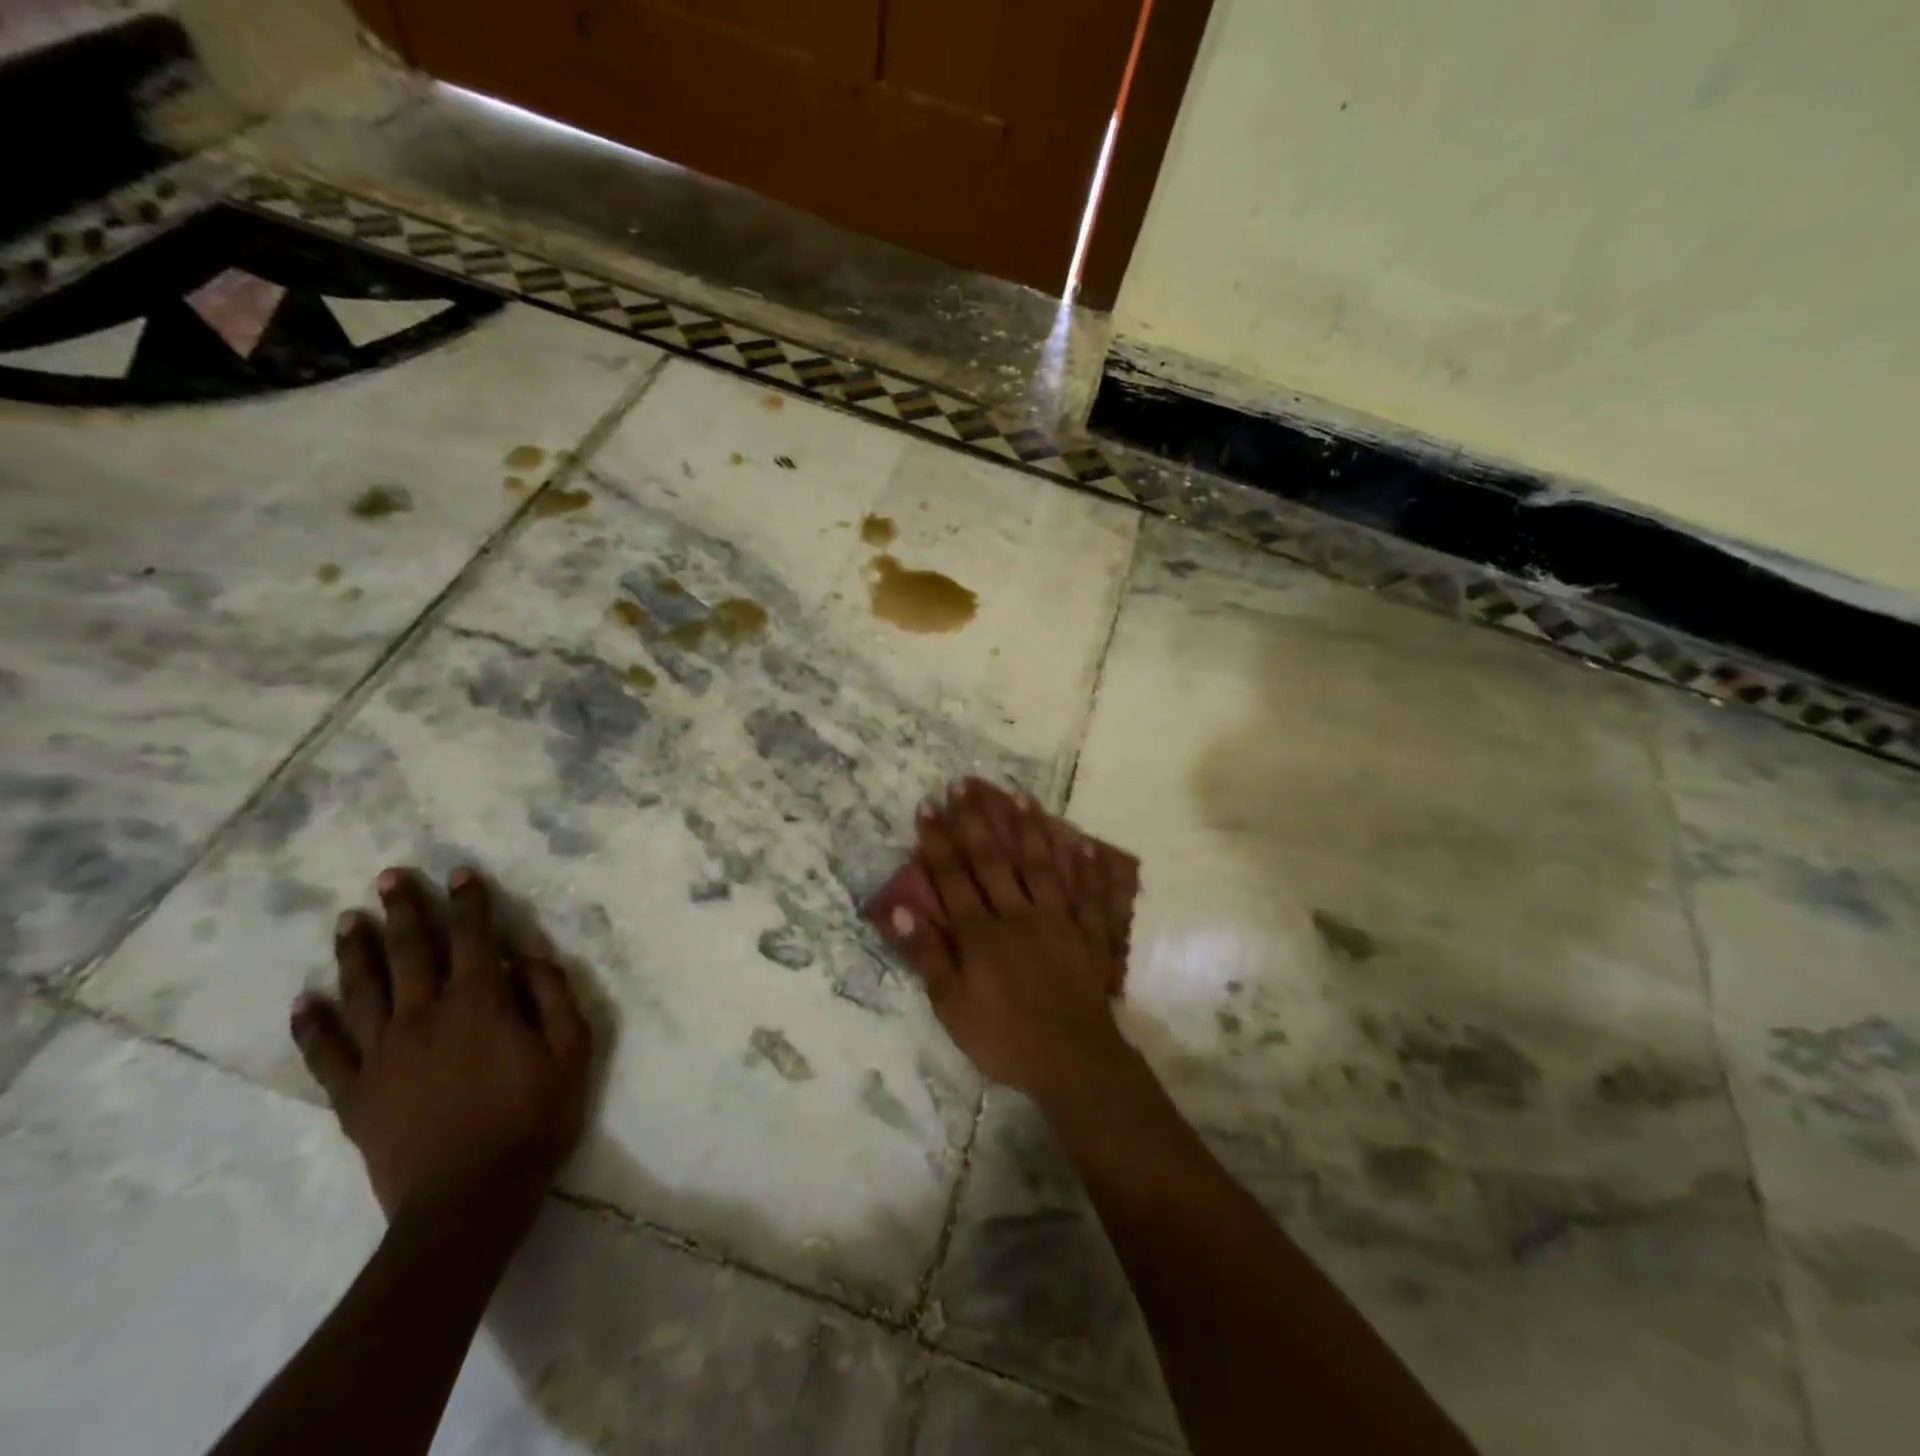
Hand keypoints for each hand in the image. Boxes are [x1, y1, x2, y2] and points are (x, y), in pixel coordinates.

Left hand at [290, 867, 593, 1225]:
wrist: (468, 1201)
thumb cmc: (533, 1119)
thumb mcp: (573, 1050)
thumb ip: (553, 994)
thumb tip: (527, 954)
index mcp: (479, 1003)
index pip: (473, 938)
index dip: (469, 902)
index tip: (460, 874)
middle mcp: (424, 1016)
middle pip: (410, 951)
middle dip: (404, 910)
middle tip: (390, 877)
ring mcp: (382, 1055)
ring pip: (363, 990)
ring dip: (356, 951)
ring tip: (350, 920)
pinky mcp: (355, 1094)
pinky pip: (325, 1052)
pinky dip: (312, 1024)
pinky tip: (304, 1001)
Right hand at [883, 780, 1137, 1104]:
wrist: (1071, 1061)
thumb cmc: (1003, 1038)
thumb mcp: (952, 1007)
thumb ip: (929, 957)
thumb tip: (904, 911)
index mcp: (981, 934)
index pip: (953, 878)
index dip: (938, 841)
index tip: (928, 806)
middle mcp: (1017, 915)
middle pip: (993, 860)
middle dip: (976, 820)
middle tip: (965, 783)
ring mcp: (1057, 920)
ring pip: (1041, 865)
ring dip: (1029, 828)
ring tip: (1020, 795)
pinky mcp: (1088, 933)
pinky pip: (1089, 894)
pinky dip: (1088, 867)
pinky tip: (1083, 841)